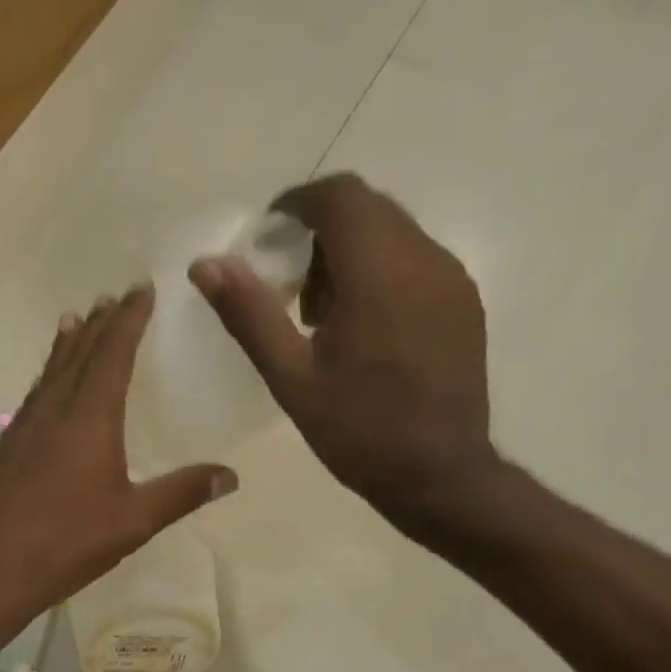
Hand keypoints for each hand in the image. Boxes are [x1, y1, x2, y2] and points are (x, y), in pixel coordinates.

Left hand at [0, 283, 237, 623]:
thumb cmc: (67, 542)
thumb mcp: (133, 522)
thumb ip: (181, 493)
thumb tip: (230, 475)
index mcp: (89, 418)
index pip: (112, 353)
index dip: (128, 319)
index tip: (141, 289)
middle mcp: (53, 411)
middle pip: (79, 354)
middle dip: (100, 323)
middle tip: (113, 296)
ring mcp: (22, 428)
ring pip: (50, 373)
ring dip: (67, 345)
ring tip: (75, 320)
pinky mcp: (4, 450)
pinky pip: (32, 397)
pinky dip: (45, 377)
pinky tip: (44, 388)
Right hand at [190, 173, 505, 538]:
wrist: (438, 474)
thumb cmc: (357, 431)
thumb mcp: (291, 378)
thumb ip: (250, 315)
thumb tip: (206, 264)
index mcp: (379, 272)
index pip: (339, 197)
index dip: (297, 205)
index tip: (268, 238)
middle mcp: (425, 258)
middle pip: (368, 210)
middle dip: (321, 233)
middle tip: (291, 289)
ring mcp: (452, 279)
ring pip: (394, 234)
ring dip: (352, 255)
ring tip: (324, 318)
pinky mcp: (464, 302)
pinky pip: (417, 261)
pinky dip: (381, 274)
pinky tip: (364, 331)